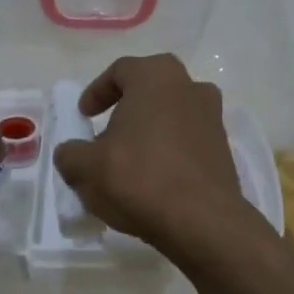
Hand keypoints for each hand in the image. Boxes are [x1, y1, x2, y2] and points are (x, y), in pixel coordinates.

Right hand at [51, 54, 259, 253]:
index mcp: (157, 77)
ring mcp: (213, 119)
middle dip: (125, 111)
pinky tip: (152, 182)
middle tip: (106, 136)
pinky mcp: (224, 151)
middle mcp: (191, 88)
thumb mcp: (86, 167)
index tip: (84, 116)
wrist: (202, 222)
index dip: (96, 92)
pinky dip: (167, 154)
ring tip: (127, 163)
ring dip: (148, 133)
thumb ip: (70, 154)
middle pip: (150, 91)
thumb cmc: (139, 178)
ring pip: (171, 117)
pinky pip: (187, 143)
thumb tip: (71, 154)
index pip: (120, 71)